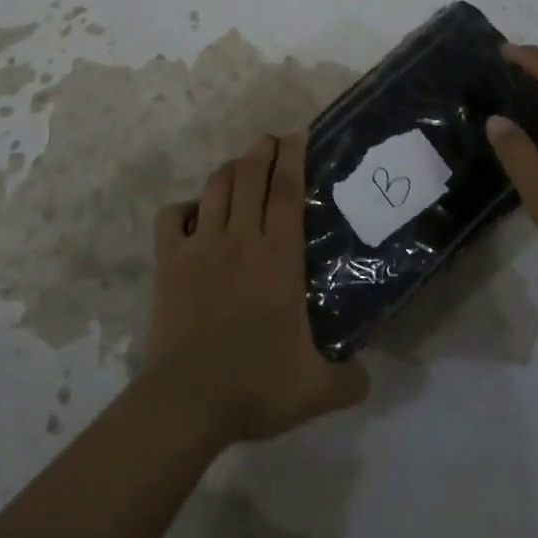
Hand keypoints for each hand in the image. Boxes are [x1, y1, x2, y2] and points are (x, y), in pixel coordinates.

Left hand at [140, 133, 368, 445]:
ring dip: (229, 169)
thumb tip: (368, 377)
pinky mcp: (169, 262)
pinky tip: (193, 214)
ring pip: (215, 187)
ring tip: (240, 168)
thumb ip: (349, 381)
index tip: (297, 135)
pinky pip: (172, 216)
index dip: (292, 157)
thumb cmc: (254, 386)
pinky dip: (183, 207)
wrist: (187, 401)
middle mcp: (240, 239)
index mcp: (278, 258)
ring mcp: (201, 247)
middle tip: (271, 143)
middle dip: (262, 150)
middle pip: (249, 175)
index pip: (286, 190)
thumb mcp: (315, 390)